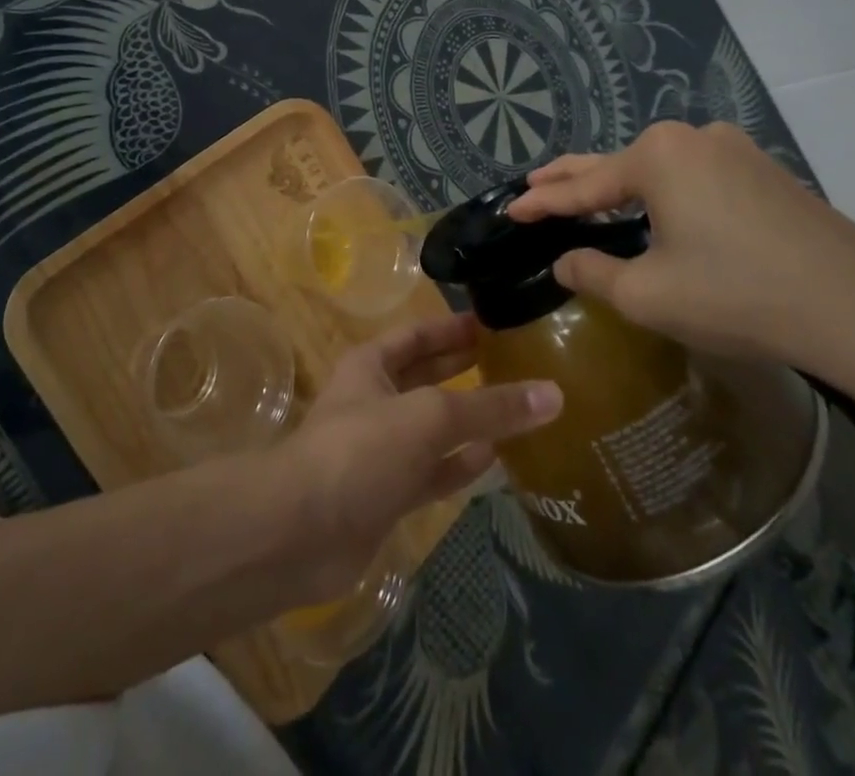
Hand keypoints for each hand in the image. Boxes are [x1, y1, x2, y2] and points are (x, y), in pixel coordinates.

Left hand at [274, 313, 560, 601]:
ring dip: (468, 419)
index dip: (452, 327)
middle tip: (513, 360)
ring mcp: (381, 449)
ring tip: (516, 408)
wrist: (301, 531)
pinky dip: (460, 464)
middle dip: (463, 368)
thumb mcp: (429, 416)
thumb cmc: (361, 449)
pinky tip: (494, 458)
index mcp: (371, 365)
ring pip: (432, 427)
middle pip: (425, 377)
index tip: (493, 322)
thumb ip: (489, 407)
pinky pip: (432, 471)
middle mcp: (375, 400)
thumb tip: (553, 394)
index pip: (417, 335)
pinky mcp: (388, 494)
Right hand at [508, 122, 854, 426]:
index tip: (510, 210)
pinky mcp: (766, 174)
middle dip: (572, 179)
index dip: (542, 203)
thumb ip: (593, 272)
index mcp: (657, 156)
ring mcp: (735, 151)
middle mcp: (692, 138)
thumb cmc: (738, 296)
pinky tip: (656, 210)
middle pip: (616, 163)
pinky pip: (695, 177)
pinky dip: (662, 193)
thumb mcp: (648, 295)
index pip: (582, 185)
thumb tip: (566, 260)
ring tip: (587, 199)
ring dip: (620, 186)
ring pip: (658, 168)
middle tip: (534, 187)